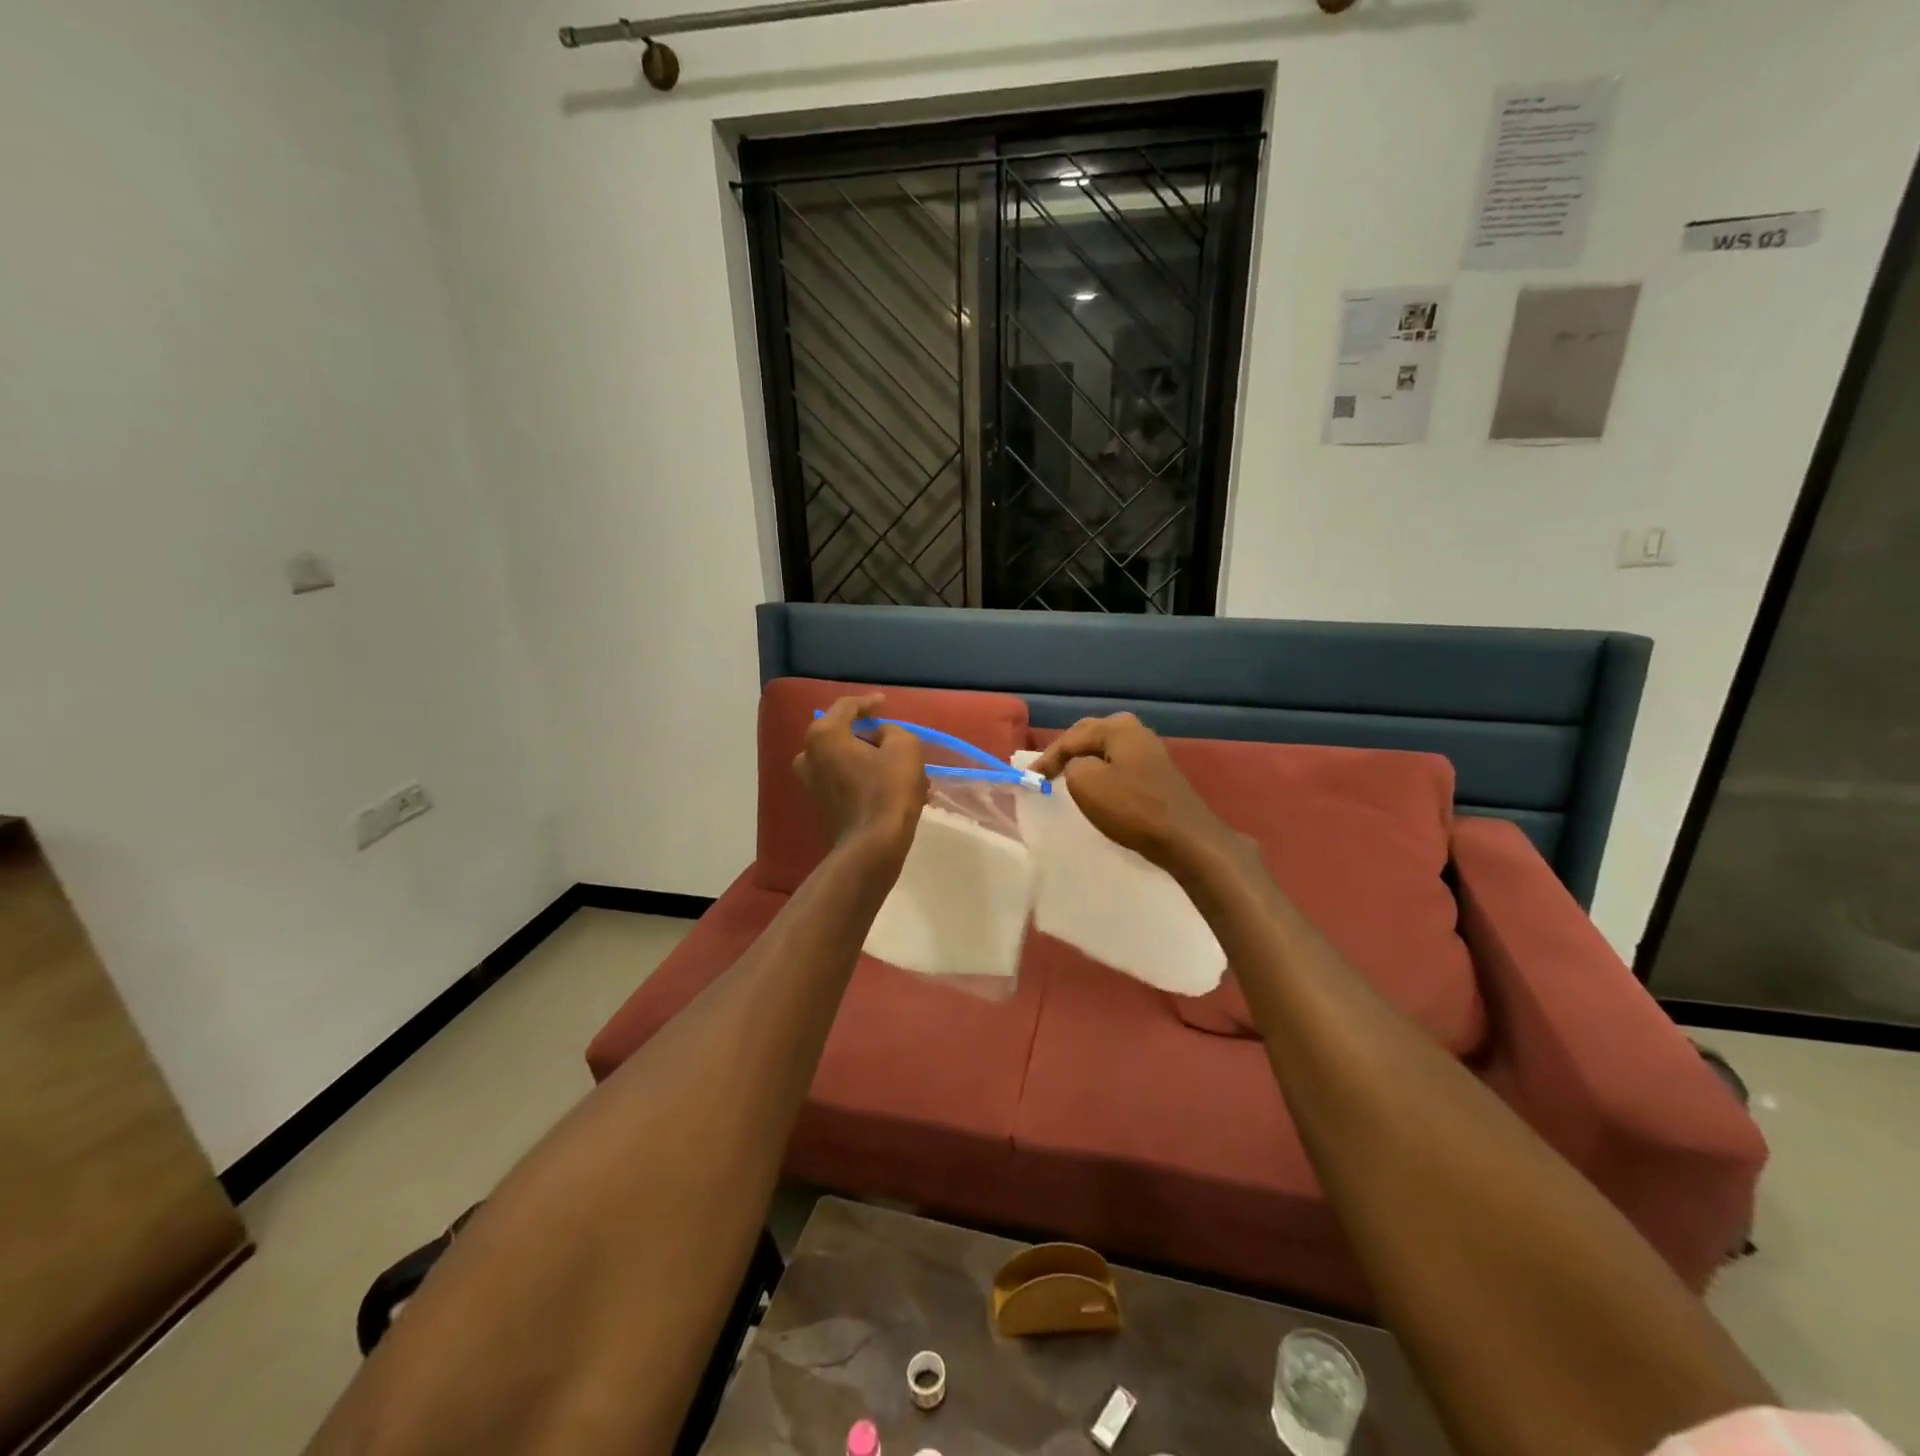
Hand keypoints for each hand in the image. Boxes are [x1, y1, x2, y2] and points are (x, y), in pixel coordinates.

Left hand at [795, 695, 926, 858]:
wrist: (871, 847)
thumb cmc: (888, 791)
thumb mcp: (904, 747)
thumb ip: (891, 731)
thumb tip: (879, 737)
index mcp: (824, 735)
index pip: (846, 707)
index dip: (868, 702)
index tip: (884, 703)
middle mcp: (808, 756)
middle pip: (839, 734)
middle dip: (865, 734)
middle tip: (888, 737)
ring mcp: (809, 783)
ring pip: (841, 760)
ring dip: (865, 759)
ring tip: (892, 766)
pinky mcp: (818, 806)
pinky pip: (841, 780)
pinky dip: (860, 778)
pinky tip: (885, 787)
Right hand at [1031, 713, 1235, 876]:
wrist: (1185, 837)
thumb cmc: (1132, 808)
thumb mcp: (1086, 783)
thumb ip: (1071, 765)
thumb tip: (1079, 766)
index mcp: (1117, 728)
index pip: (1071, 738)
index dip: (1046, 758)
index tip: (1029, 778)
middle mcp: (1135, 731)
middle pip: (1090, 735)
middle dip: (1066, 751)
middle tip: (1045, 770)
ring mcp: (1150, 751)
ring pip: (1105, 749)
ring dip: (1084, 759)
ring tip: (1065, 774)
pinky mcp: (1157, 773)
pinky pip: (1119, 763)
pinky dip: (1101, 770)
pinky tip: (1096, 783)